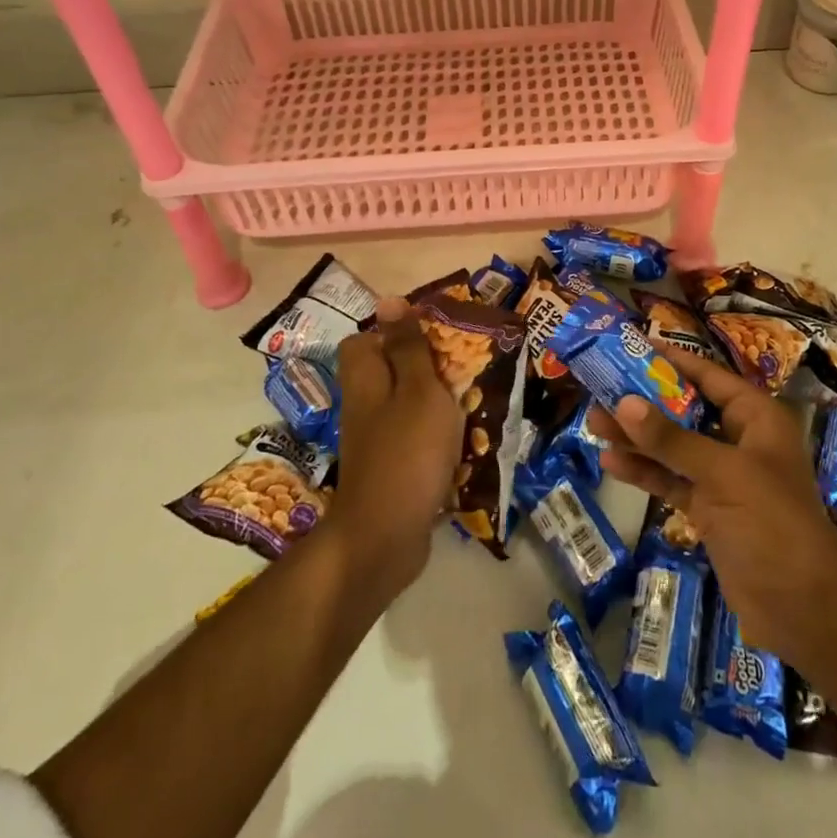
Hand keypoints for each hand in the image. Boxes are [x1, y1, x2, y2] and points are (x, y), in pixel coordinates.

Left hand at [330, 298, 463, 595]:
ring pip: (405, 406)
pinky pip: (414, 440)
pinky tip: (464, 444)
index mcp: (366, 379)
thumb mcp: (418, 389)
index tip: (435, 335)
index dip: (396, 332)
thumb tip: (389, 300)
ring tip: (471, 403)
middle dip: (426, 367)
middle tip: (463, 368)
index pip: (365, 340)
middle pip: (389, 372)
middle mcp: (365, 406)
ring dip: (437, 404)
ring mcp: (376, 441)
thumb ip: (408, 347)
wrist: (385, 538)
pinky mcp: (391, 470)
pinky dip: (437, 439)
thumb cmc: (407, 452)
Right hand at [588, 350, 836, 676]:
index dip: (672, 360)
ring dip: (637, 437)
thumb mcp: (723, 474)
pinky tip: (612, 463)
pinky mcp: (709, 509)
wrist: (805, 611)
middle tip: (600, 388)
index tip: (631, 345)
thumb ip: (672, 439)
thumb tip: (624, 403)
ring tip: (593, 424)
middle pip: (685, 409)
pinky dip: (645, 472)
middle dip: (644, 402)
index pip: (708, 376)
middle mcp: (739, 440)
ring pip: (673, 446)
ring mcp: (723, 477)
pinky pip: (671, 480)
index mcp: (756, 418)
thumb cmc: (773, 524)